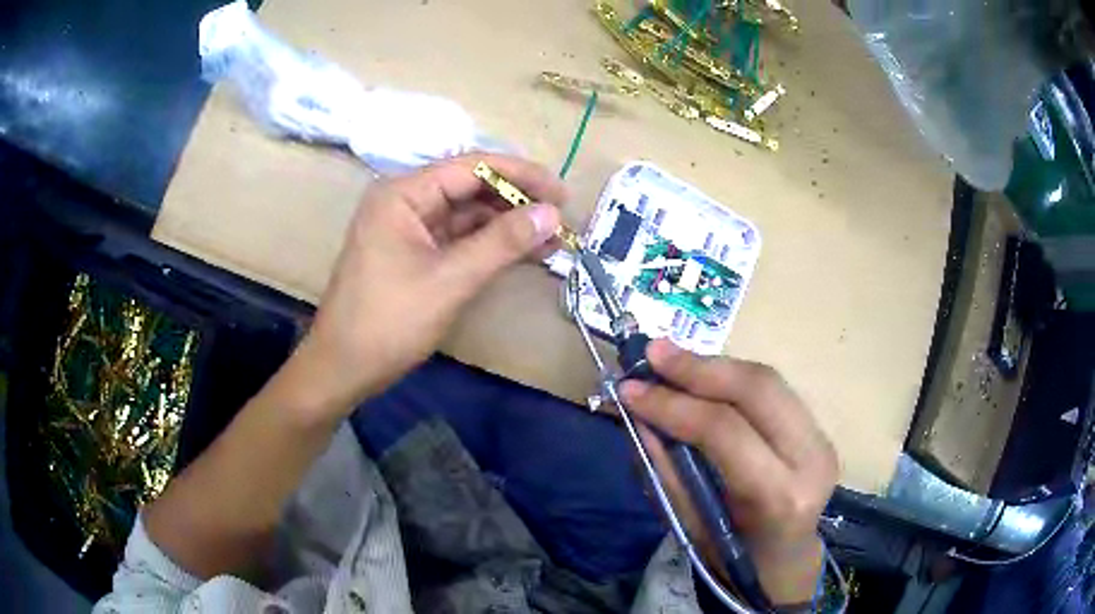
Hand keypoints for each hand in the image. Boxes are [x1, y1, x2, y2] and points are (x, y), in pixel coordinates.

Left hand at [289, 154, 565, 418]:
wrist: (344, 367)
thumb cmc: (389, 321)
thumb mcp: (450, 279)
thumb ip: (502, 242)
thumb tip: (552, 213)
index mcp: (403, 194)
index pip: (471, 167)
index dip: (520, 175)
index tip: (561, 192)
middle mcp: (405, 201)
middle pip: (470, 187)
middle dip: (516, 201)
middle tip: (561, 218)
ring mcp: (409, 227)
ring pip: (468, 214)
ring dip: (507, 224)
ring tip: (552, 238)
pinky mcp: (414, 252)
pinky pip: (458, 237)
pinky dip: (489, 244)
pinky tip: (522, 251)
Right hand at [619, 340, 837, 605]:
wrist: (785, 563)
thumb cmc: (732, 558)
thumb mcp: (690, 526)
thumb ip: (667, 468)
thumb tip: (638, 413)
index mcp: (780, 496)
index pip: (726, 431)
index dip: (673, 404)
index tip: (629, 389)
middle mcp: (811, 459)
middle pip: (757, 389)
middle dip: (699, 367)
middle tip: (653, 354)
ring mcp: (822, 440)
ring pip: (767, 380)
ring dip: (714, 367)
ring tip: (670, 360)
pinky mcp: (820, 430)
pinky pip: (772, 391)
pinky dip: (731, 379)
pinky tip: (702, 377)